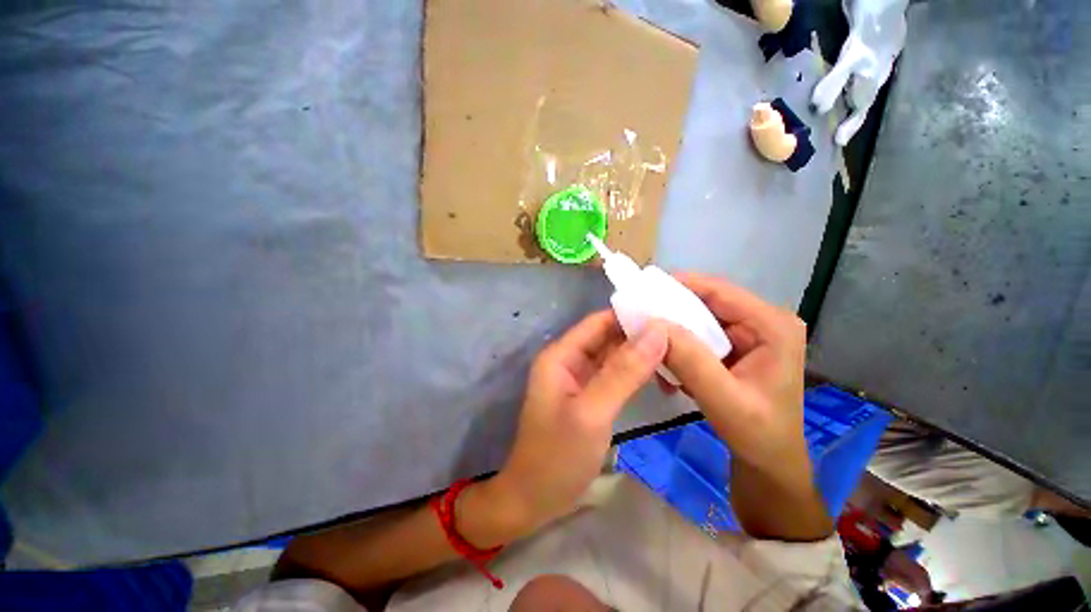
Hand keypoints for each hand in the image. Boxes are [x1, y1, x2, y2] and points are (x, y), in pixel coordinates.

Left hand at [494, 310, 667, 530]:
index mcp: (561, 355)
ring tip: (679, 351)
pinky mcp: (589, 396)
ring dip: (641, 354)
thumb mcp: (592, 412)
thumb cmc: (558, 456)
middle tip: (682, 334)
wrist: (535, 499)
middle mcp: (569, 360)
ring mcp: (579, 379)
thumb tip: (657, 332)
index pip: (598, 322)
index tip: (668, 316)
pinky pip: (614, 375)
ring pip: (613, 356)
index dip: (630, 316)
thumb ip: (624, 372)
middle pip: (607, 337)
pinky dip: (635, 373)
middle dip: (640, 335)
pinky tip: (660, 374)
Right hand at [662, 273, 810, 489]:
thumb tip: (653, 325)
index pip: (719, 291)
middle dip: (670, 314)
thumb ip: (691, 362)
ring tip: (653, 353)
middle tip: (638, 324)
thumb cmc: (758, 435)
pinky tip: (669, 369)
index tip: (642, 293)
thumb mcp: (724, 401)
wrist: (768, 461)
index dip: (679, 286)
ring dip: (671, 333)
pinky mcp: (733, 345)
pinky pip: (696, 335)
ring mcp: (747, 332)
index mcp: (772, 325)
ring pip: (697, 318)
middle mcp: (760, 320)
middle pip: (705, 302)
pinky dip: (677, 347)